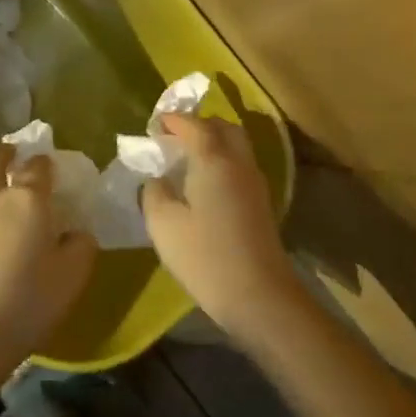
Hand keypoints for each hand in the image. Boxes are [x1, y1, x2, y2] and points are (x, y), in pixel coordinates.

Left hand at [0, 146, 97, 385]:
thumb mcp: (71, 277)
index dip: (47, 163)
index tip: (55, 170)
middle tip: (15, 158)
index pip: (38, 165)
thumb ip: (80, 246)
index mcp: (27, 200)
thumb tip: (76, 233)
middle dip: (4, 153)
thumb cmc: (26, 302)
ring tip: (9, 217)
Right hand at [141, 113, 306, 350]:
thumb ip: (154, 192)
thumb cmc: (205, 256)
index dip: (173, 120)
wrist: (259, 295)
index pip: (194, 125)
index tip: (154, 125)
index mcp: (213, 160)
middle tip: (174, 137)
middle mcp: (239, 163)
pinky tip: (204, 183)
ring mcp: (255, 183)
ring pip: (236, 146)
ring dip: (213, 142)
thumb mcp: (163, 224)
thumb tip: (157, 178)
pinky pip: (240, 166)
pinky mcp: (261, 203)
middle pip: (223, 128)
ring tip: (186, 158)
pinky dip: (222, 161)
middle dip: (199, 125)